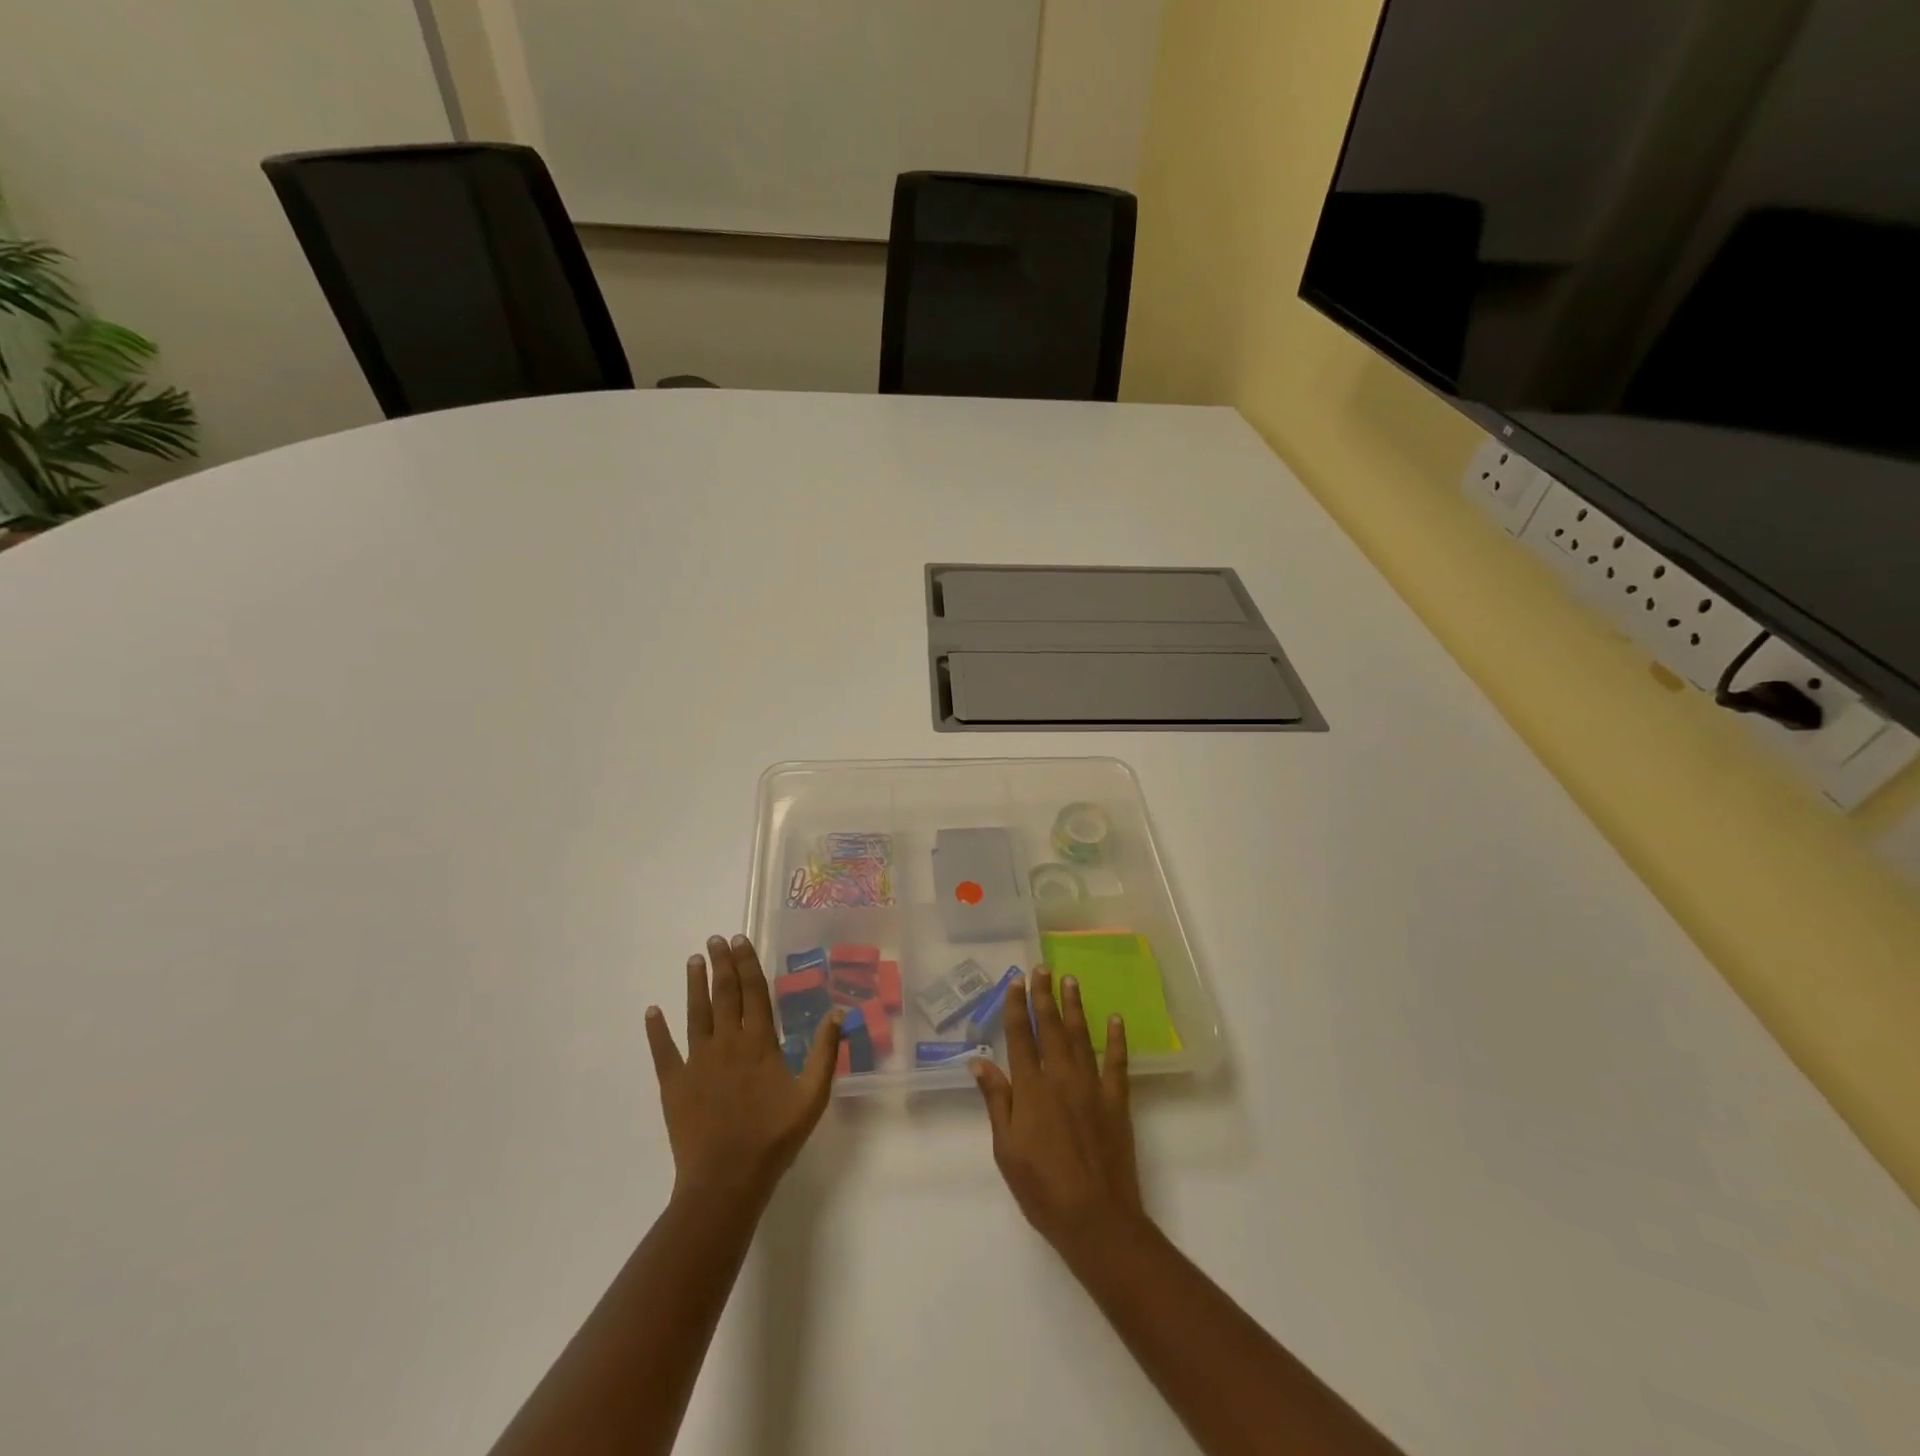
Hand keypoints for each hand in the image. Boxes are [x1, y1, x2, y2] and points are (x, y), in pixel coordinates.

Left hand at [645, 934, 842, 1213]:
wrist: (726, 1180)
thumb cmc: (774, 1137)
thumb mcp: (813, 1096)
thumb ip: (826, 1052)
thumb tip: (838, 1011)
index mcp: (759, 1042)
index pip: (754, 992)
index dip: (747, 963)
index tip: (740, 940)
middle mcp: (727, 1042)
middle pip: (724, 994)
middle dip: (721, 964)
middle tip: (715, 939)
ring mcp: (697, 1061)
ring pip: (696, 1013)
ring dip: (695, 985)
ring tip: (694, 960)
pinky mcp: (674, 1084)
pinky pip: (663, 1051)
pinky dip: (657, 1031)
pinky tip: (652, 1012)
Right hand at [973, 968, 1145, 1258]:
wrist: (1096, 1219)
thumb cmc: (1042, 1188)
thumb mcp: (1006, 1149)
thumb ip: (996, 1101)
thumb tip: (979, 1061)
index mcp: (1031, 1088)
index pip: (1021, 1037)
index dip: (1017, 1007)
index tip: (1016, 981)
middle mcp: (1061, 1077)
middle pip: (1051, 1028)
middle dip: (1044, 996)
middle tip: (1042, 968)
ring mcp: (1091, 1087)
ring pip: (1081, 1036)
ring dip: (1075, 1007)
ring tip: (1071, 980)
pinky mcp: (1116, 1101)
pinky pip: (1117, 1062)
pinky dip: (1117, 1039)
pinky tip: (1115, 1019)